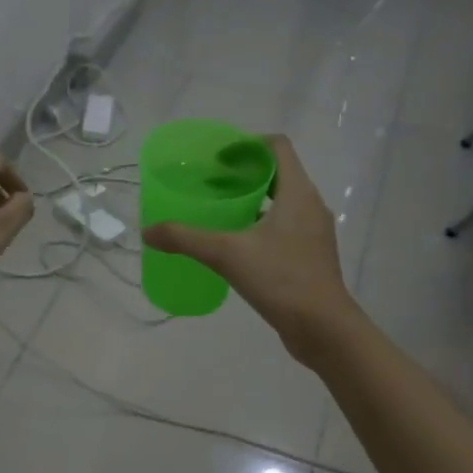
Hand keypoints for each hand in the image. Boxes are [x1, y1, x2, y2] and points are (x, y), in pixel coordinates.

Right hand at [143, 135, 358, 362]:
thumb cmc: (281, 279)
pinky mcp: (310, 256)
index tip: (218, 157)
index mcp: (298, 193)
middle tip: (210, 184)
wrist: (323, 328)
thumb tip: (148, 231)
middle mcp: (310, 206)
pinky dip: (260, 226)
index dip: (247, 145)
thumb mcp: (227, 255)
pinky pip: (284, 228)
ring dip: (252, 202)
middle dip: (244, 174)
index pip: (277, 147)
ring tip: (219, 213)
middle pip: (278, 174)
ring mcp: (313, 233)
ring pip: (281, 203)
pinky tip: (235, 245)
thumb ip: (185, 239)